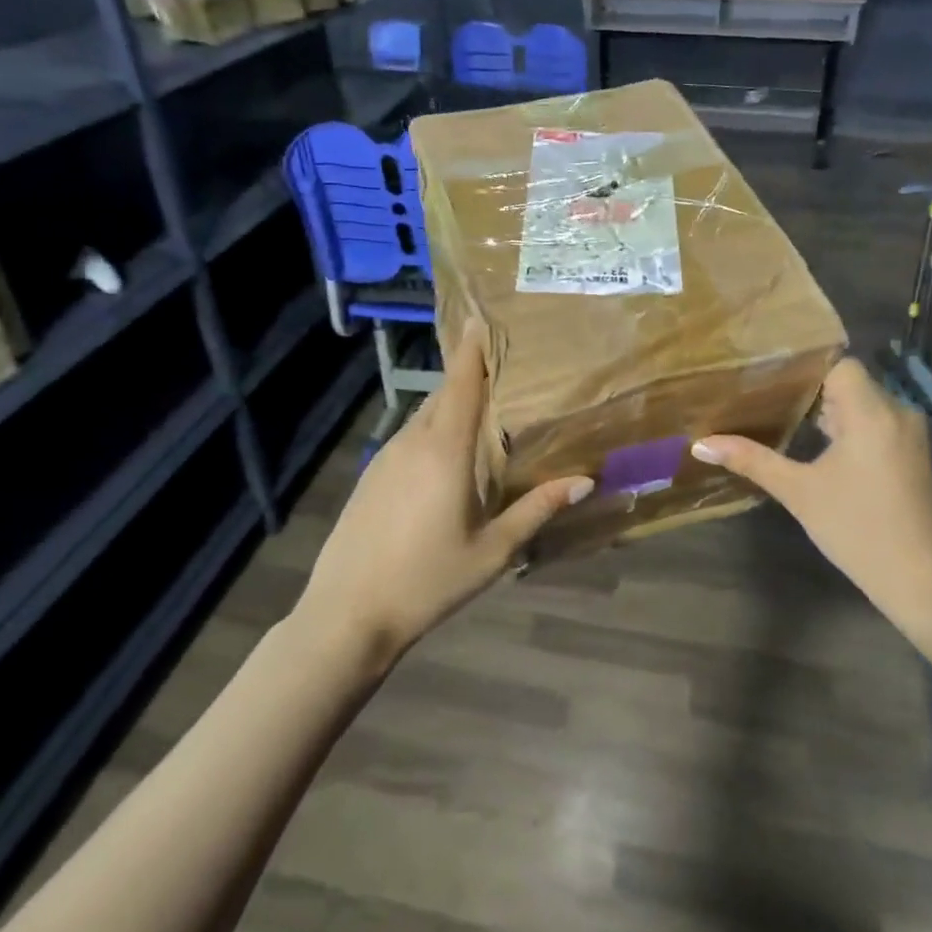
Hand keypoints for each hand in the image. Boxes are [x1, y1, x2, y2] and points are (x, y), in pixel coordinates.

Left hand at [293, 327, 593, 670]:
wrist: (347, 614)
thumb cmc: (428, 580)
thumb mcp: (493, 550)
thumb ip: (537, 509)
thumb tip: (584, 480)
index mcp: (445, 451)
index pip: (462, 384)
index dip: (472, 349)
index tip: (480, 317)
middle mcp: (413, 443)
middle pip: (443, 395)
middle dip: (467, 374)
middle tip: (499, 366)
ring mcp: (385, 458)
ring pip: (423, 417)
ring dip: (449, 406)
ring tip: (480, 411)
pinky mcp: (370, 477)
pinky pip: (408, 439)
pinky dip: (431, 431)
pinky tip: (445, 458)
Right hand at [692, 358, 931, 669]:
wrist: (923, 582)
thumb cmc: (858, 529)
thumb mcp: (799, 492)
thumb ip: (752, 460)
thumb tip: (700, 444)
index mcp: (872, 411)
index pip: (838, 364)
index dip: (804, 367)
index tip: (766, 374)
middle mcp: (897, 412)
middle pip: (848, 383)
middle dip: (808, 390)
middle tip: (762, 394)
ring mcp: (909, 436)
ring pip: (862, 405)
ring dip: (827, 411)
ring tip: (781, 415)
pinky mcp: (912, 456)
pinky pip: (875, 424)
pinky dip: (846, 427)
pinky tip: (816, 444)